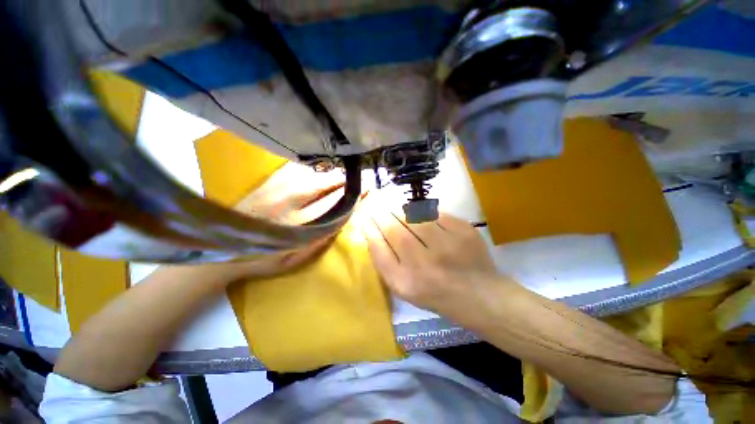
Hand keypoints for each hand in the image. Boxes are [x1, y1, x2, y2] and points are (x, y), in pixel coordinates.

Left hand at [211, 163, 346, 283]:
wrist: (221, 247)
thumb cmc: (261, 259)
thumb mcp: (293, 261)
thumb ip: (317, 244)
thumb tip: (339, 223)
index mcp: (298, 224)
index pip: (333, 204)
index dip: (351, 196)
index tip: (365, 189)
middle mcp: (289, 202)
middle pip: (323, 184)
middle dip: (342, 180)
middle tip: (356, 177)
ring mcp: (276, 189)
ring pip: (310, 174)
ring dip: (328, 174)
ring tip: (341, 175)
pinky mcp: (267, 183)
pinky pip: (293, 170)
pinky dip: (309, 170)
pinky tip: (316, 172)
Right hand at [362, 209, 499, 314]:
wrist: (478, 294)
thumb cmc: (434, 293)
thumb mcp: (402, 286)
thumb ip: (383, 261)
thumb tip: (371, 230)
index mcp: (405, 282)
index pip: (378, 247)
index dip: (370, 228)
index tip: (365, 216)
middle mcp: (424, 264)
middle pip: (395, 229)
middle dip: (383, 214)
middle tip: (379, 205)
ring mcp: (446, 246)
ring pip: (414, 217)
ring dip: (401, 209)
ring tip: (396, 206)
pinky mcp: (464, 232)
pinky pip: (435, 213)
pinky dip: (423, 211)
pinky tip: (419, 212)